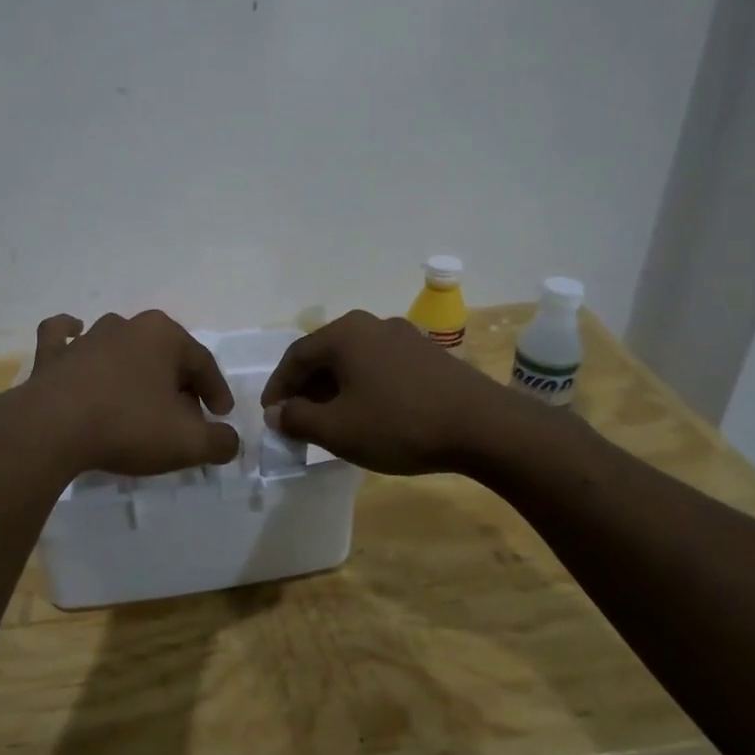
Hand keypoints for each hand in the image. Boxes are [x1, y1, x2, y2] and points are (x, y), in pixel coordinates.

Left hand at [16, 312, 240, 477]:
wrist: (52, 428)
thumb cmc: (127, 426)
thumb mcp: (187, 442)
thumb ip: (219, 442)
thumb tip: (229, 441)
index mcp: (164, 336)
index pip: (203, 362)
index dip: (216, 392)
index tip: (220, 417)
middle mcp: (126, 326)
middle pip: (163, 355)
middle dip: (178, 384)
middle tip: (185, 417)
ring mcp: (86, 338)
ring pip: (121, 346)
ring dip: (135, 368)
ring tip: (141, 401)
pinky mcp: (52, 355)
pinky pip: (64, 337)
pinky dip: (71, 336)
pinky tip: (76, 336)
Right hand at [260, 310, 544, 476]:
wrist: (483, 427)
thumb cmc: (399, 424)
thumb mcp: (337, 429)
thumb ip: (298, 419)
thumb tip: (278, 413)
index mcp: (344, 334)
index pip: (295, 356)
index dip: (278, 387)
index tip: (270, 414)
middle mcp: (371, 324)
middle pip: (325, 355)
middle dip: (306, 388)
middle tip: (298, 418)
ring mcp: (404, 336)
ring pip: (354, 360)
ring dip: (335, 388)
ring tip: (332, 420)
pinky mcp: (428, 354)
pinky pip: (381, 366)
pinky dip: (364, 387)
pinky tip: (369, 413)